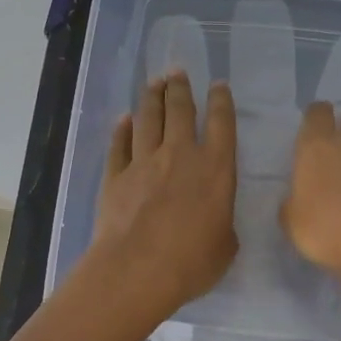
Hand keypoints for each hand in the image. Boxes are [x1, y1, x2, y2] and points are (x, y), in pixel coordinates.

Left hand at [88, 71, 238, 319]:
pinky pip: (119, 144)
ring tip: (154, 83)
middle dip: (180, 88)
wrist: (137, 269)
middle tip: (177, 71)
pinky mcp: (115, 176)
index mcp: (216, 169)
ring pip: (148, 119)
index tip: (217, 85)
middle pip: (180, 110)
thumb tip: (215, 221)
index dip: (221, 101)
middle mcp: (180, 154)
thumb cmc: (192, 261)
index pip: (221, 123)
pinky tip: (124, 119)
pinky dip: (122, 129)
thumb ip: (222, 224)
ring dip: (152, 98)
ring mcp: (143, 162)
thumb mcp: (225, 245)